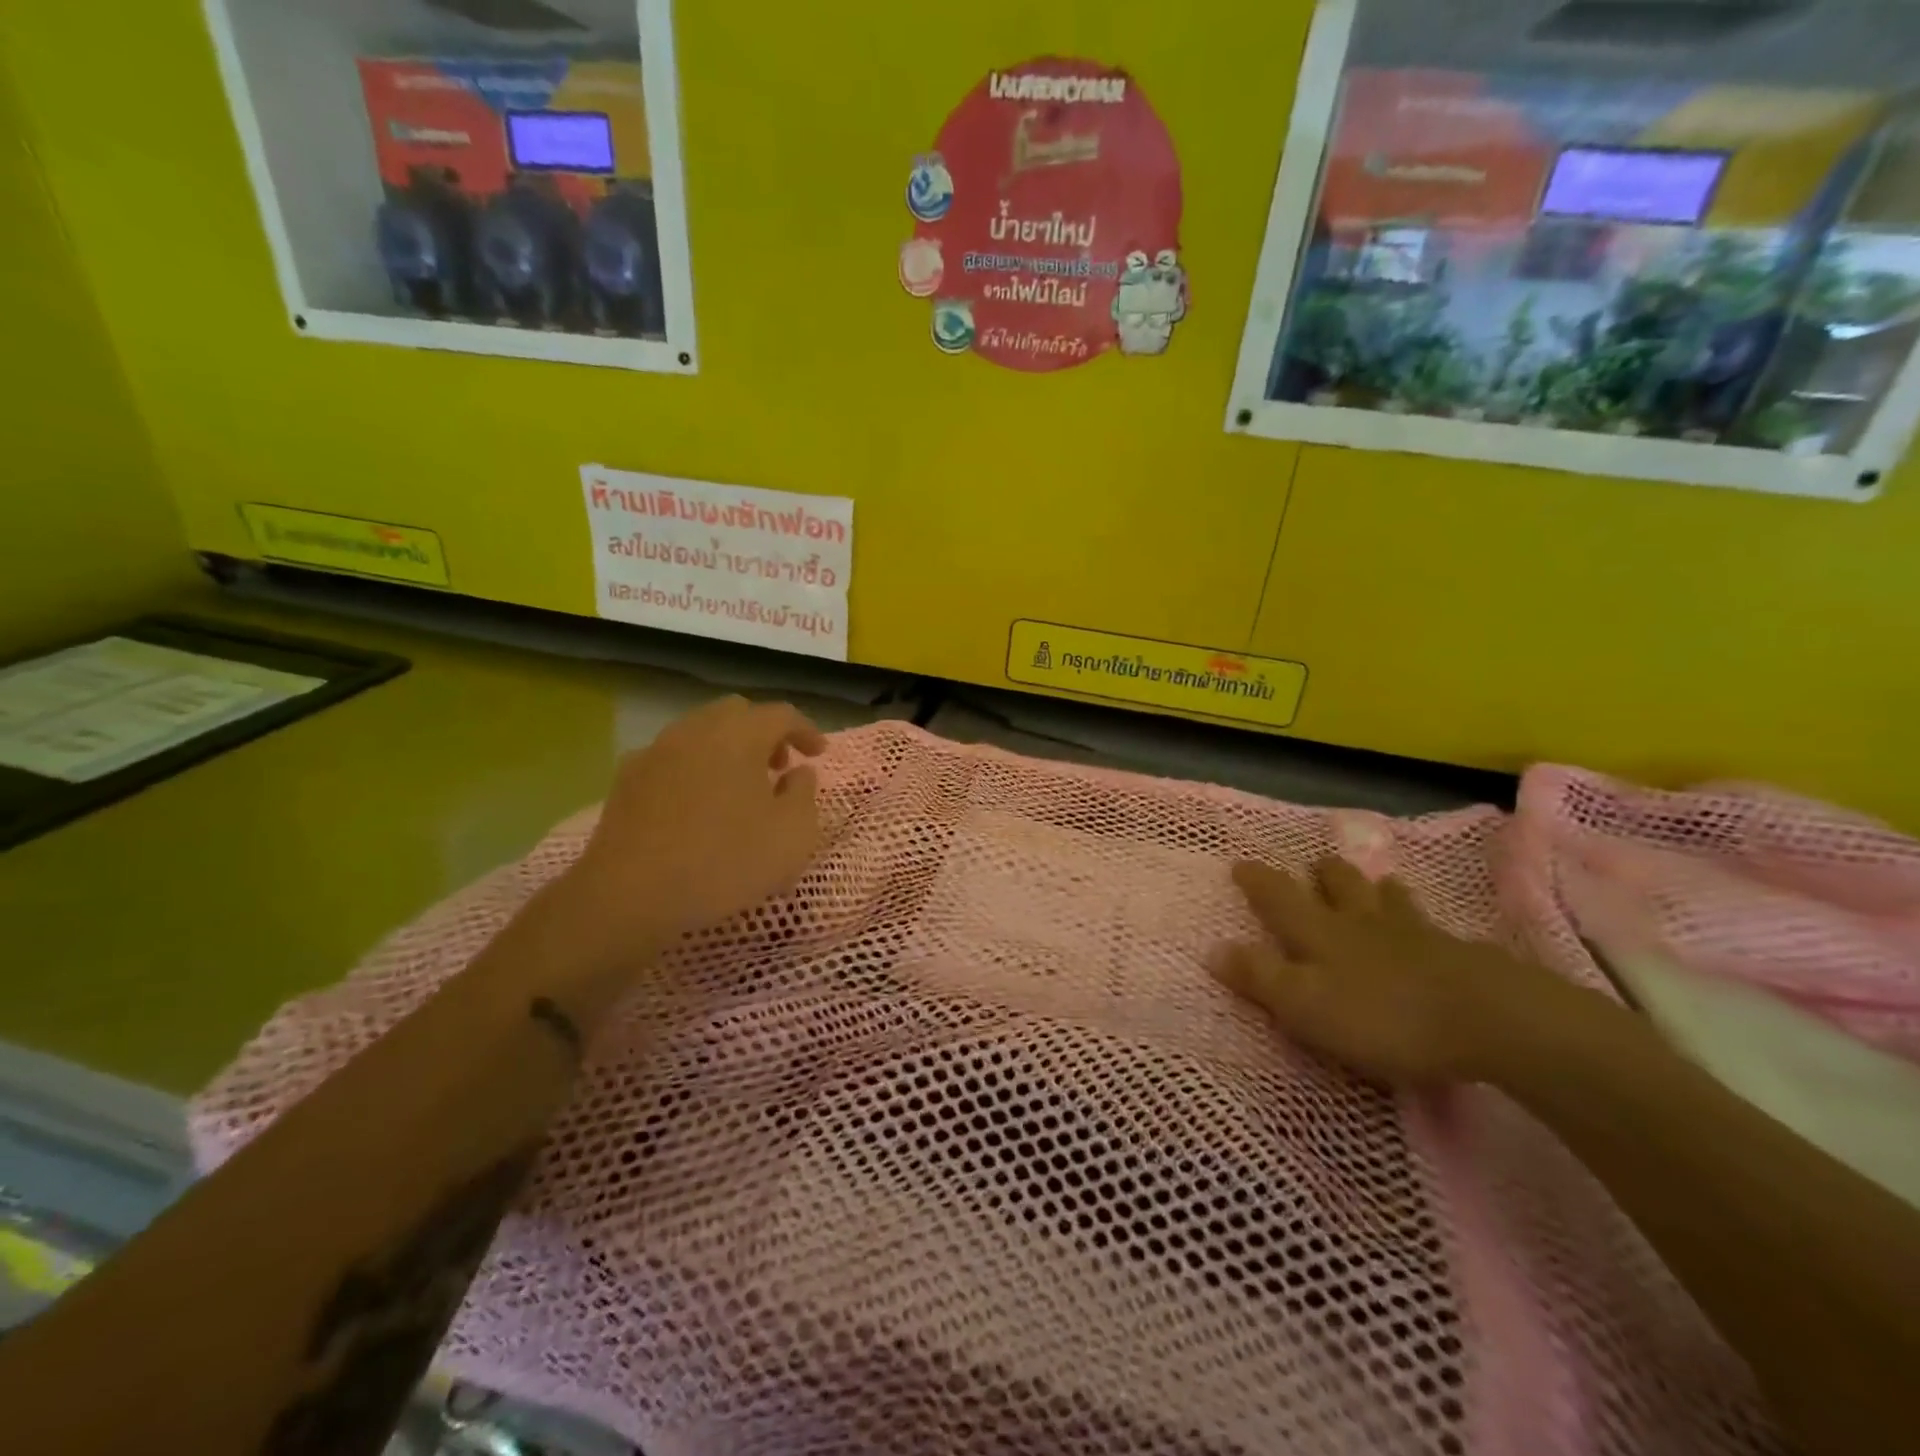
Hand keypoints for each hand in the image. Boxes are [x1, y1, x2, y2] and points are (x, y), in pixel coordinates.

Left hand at [557, 696, 825, 956]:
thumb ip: (805, 794)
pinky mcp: (627, 778)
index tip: (818, 754)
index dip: (805, 730)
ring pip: (701, 731)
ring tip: (740, 786)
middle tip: (779, 766)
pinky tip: (697, 802)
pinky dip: (694, 767)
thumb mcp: (792, 835)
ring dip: (728, 748)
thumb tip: (798, 772)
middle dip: (764, 733)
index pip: (781, 714)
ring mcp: (656, 751)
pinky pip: (672, 757)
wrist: (630, 895)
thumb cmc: (724, 862)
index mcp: (739, 735)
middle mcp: (695, 730)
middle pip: (737, 713)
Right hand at [1214, 857, 1577, 1084]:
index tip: (1241, 862)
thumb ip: (1259, 977)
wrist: (1488, 1020)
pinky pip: (1430, 926)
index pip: (1279, 898)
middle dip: (1323, 874)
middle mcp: (1362, 923)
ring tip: (1375, 881)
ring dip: (1374, 888)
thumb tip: (1212, 948)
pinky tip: (1430, 928)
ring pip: (1387, 900)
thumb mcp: (1305, 1004)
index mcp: (1320, 933)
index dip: (1258, 881)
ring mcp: (1414, 935)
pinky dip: (1418, 919)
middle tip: (1315, 863)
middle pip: (1339, 887)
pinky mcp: (1458, 955)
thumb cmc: (1382, 1015)